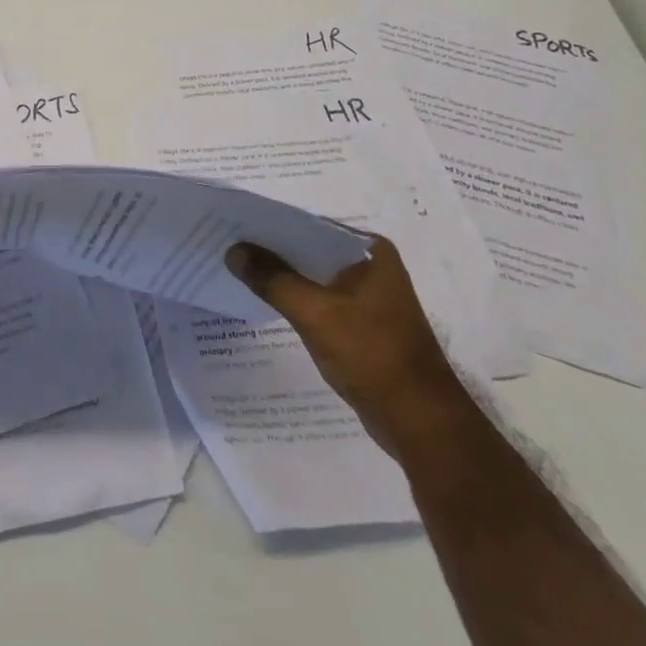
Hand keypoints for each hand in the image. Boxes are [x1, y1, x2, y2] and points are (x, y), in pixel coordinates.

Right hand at [225, 235, 467, 456]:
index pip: (309, 225)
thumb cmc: (372, 355)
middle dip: (272, 250)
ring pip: (313, 276)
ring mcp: (368, 296)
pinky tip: (264, 299)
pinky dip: (294, 298)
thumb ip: (273, 279)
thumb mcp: (315, 313)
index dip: (270, 223)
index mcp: (370, 250)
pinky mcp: (361, 323)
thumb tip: (233, 250)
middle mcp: (371, 265)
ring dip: (281, 276)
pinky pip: (319, 299)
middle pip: (309, 249)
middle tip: (226, 243)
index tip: (233, 222)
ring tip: (237, 268)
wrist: (419, 423)